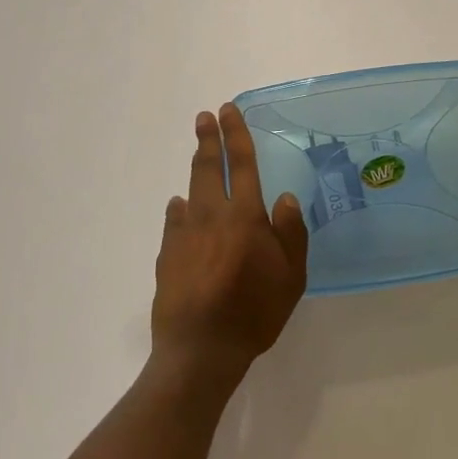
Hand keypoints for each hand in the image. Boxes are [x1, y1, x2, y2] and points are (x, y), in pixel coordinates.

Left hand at [151, 104, 308, 387]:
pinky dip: (179, 209)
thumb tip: (284, 197)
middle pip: (207, 168)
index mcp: (244, 215)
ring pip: (189, 190)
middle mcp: (211, 215)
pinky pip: (173, 221)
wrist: (200, 349)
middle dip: (208, 139)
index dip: (236, 134)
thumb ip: (290, 232)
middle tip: (204, 117)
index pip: (241, 163)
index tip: (228, 109)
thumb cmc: (254, 312)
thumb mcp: (291, 277)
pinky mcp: (166, 254)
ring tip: (198, 154)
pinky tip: (179, 208)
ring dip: (195, 168)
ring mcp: (184, 234)